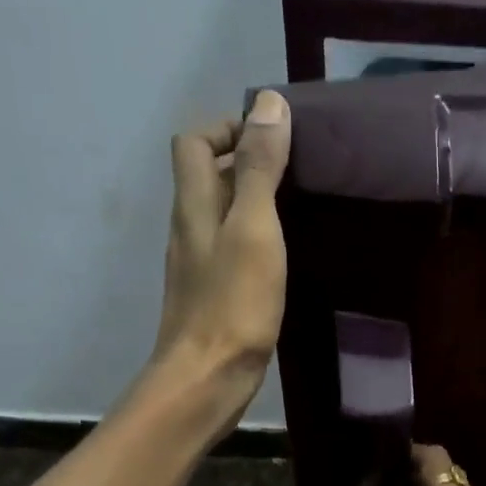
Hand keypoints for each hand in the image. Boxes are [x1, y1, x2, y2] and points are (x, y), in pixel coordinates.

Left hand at [155, 89, 292, 424]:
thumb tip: (268, 104)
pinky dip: (252, 243)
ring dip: (250, 205)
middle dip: (244, 164)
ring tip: (297, 212)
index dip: (227, 128)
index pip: (194, 141)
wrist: (206, 380)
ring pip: (219, 218)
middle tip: (295, 174)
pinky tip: (280, 261)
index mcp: (193, 205)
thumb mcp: (254, 229)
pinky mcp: (211, 300)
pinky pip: (229, 254)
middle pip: (205, 177)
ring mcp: (197, 268)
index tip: (271, 138)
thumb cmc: (232, 305)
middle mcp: (188, 230)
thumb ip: (259, 169)